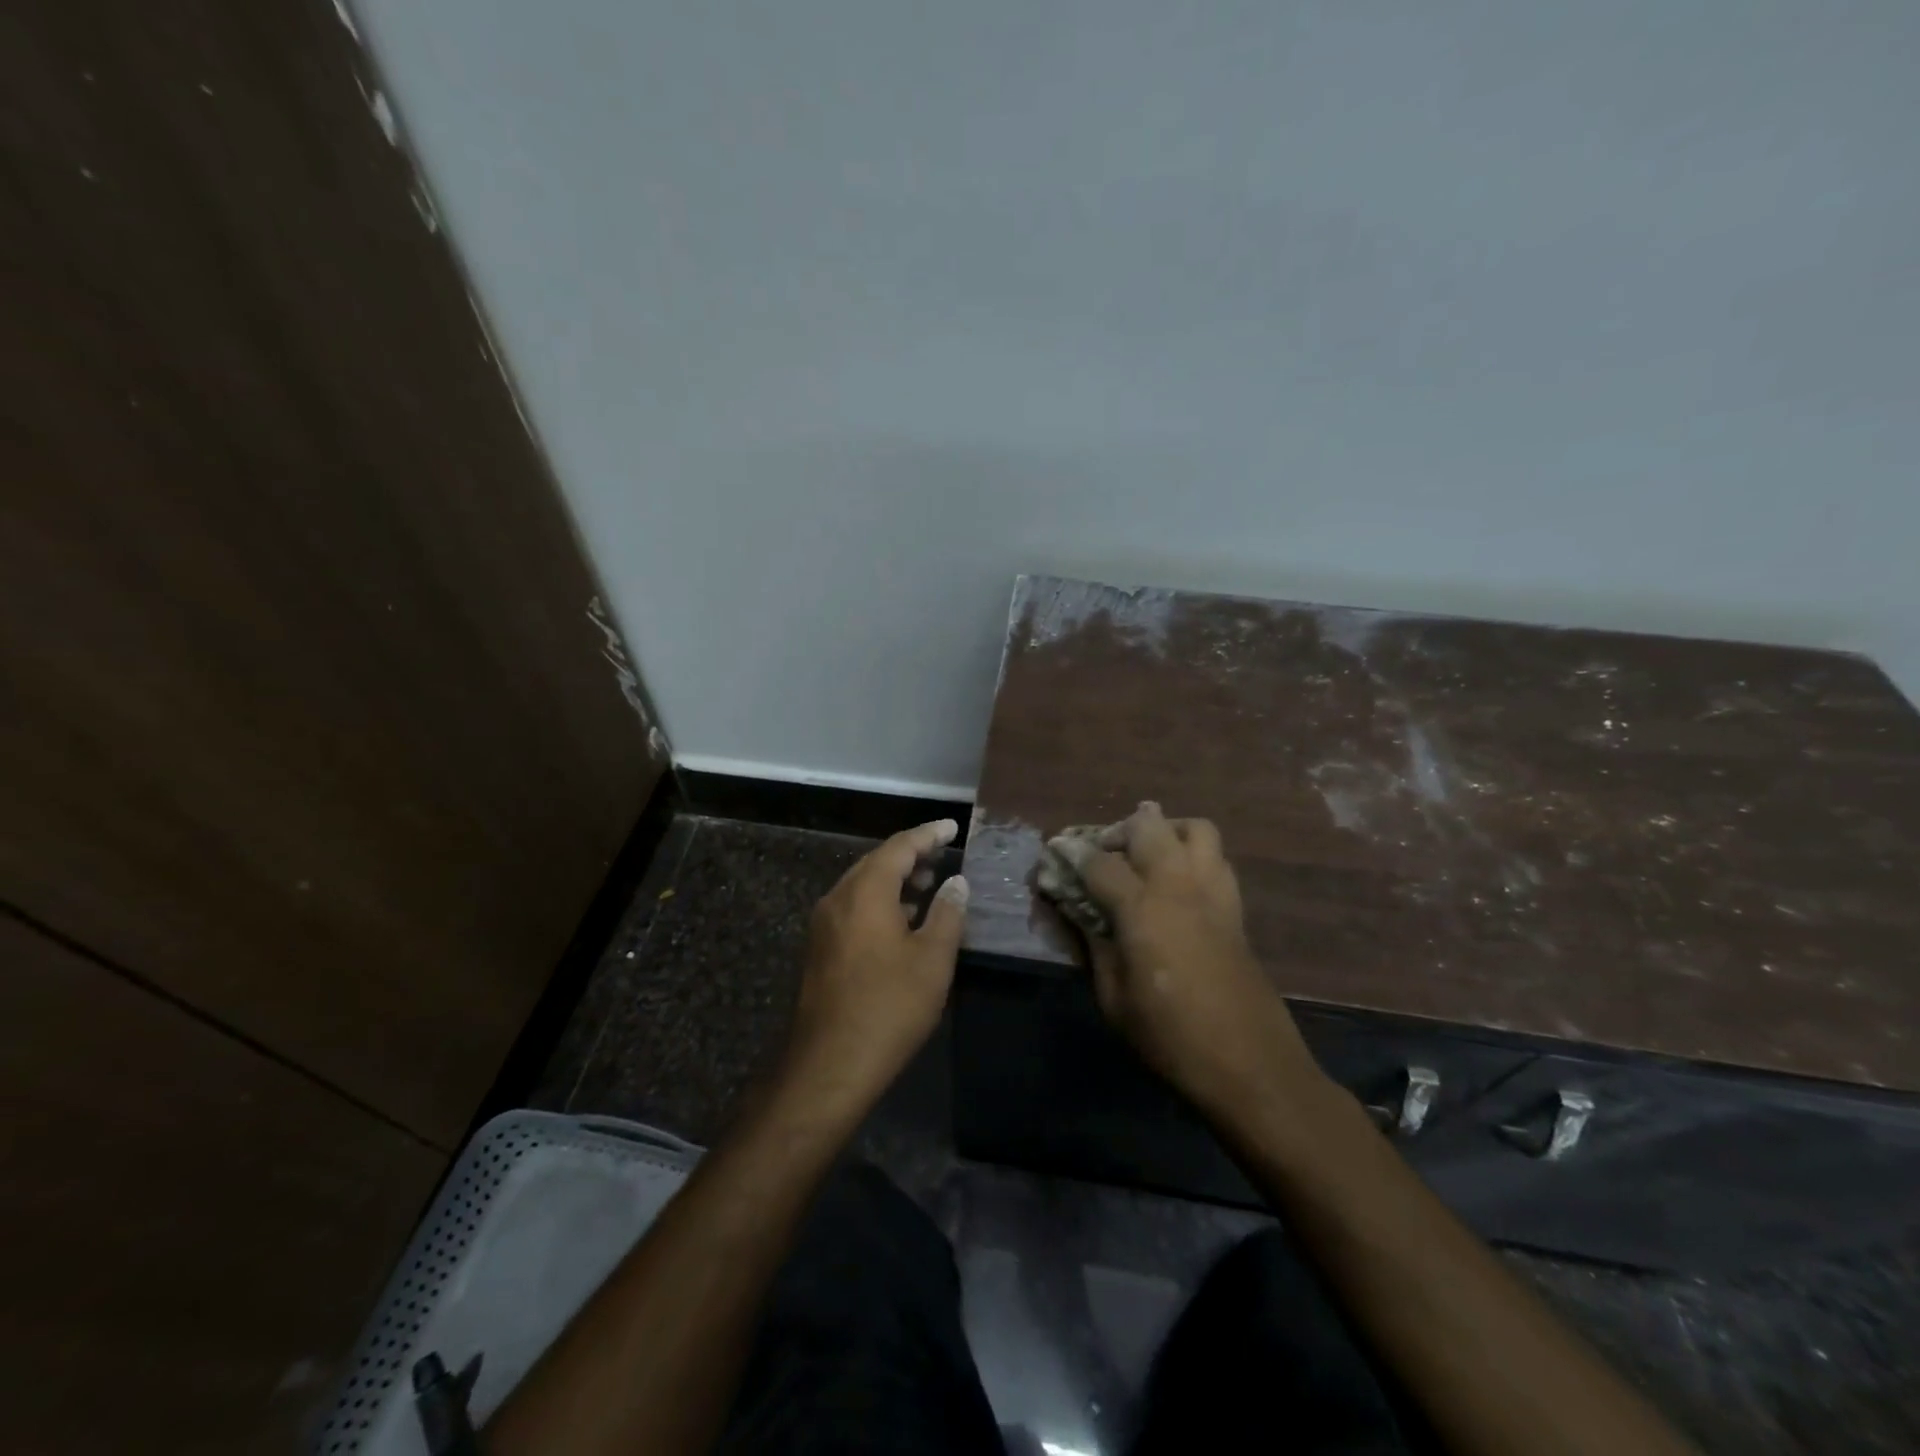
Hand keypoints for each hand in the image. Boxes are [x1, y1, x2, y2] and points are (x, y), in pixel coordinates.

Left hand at [779, 819, 968, 1117]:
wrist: (830, 1065)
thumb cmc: (889, 1006)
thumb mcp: (932, 959)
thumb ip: (947, 913)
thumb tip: (956, 883)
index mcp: (865, 892)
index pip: (900, 847)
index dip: (928, 834)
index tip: (952, 826)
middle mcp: (838, 899)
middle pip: (876, 863)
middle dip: (911, 856)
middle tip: (942, 857)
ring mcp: (823, 925)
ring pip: (862, 886)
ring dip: (895, 881)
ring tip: (927, 888)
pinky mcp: (819, 950)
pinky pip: (853, 909)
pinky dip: (880, 903)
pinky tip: (901, 923)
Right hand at [1052, 803, 1318, 1117]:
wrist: (1249, 1063)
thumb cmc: (1170, 1036)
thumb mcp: (1114, 998)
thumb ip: (1094, 945)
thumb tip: (1077, 911)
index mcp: (1142, 908)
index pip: (1099, 862)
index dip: (1072, 854)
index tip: (1056, 851)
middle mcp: (1178, 885)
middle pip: (1149, 825)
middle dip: (1119, 830)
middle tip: (1104, 853)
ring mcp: (1213, 892)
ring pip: (1194, 828)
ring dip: (1166, 830)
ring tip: (1148, 855)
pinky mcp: (1236, 907)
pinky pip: (1217, 858)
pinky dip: (1195, 855)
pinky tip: (1180, 883)